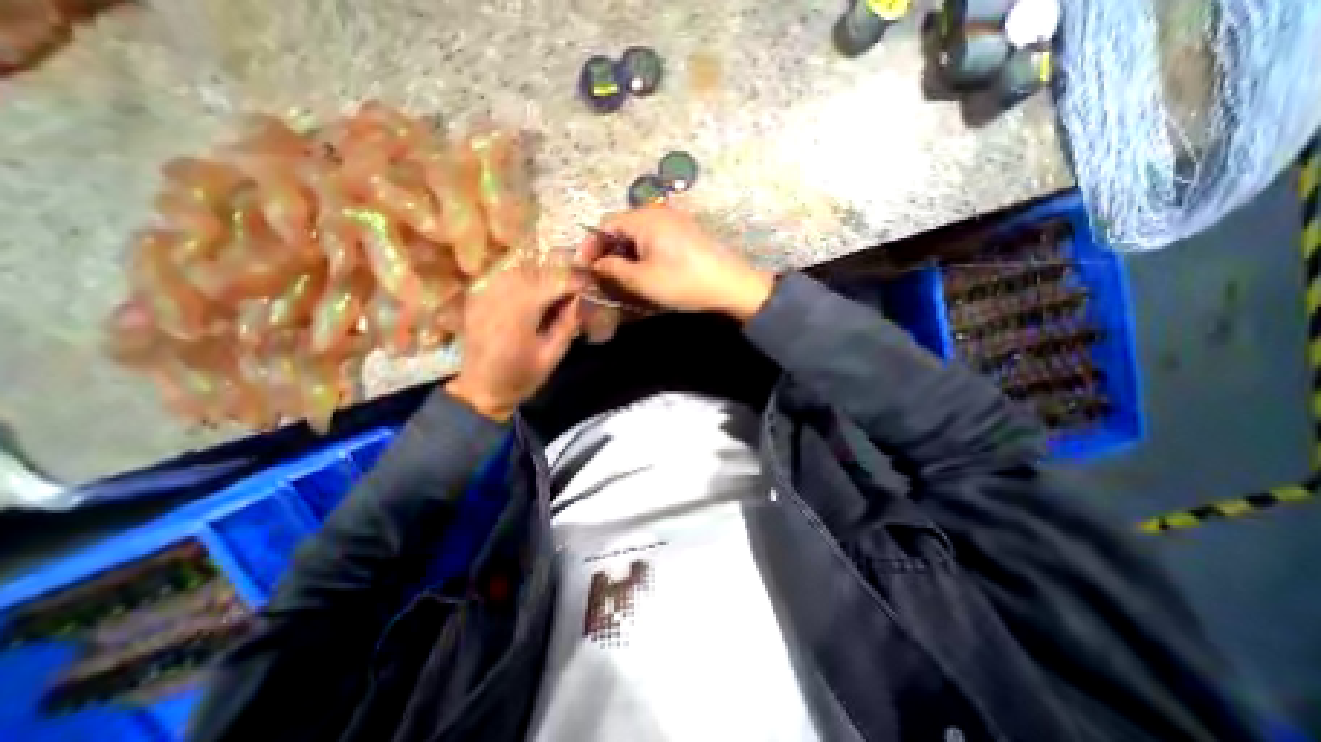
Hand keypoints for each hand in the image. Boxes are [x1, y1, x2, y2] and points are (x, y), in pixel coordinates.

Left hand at [446, 253, 583, 415]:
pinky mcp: (477, 297)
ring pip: (520, 269)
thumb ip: (567, 323)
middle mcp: (500, 295)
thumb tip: (579, 298)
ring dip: (542, 274)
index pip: (554, 282)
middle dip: (560, 274)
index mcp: (520, 312)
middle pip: (537, 270)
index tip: (590, 283)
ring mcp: (485, 293)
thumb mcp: (552, 355)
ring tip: (557, 288)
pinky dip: (523, 278)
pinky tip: (533, 291)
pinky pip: (504, 276)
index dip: (574, 280)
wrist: (479, 389)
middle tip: (576, 285)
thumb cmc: (520, 377)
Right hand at [579, 202, 776, 317]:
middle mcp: (658, 211)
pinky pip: (654, 237)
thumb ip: (613, 269)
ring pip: (638, 233)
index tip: (585, 269)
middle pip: (621, 226)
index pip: (605, 224)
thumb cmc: (683, 282)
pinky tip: (644, 270)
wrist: (731, 284)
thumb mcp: (642, 280)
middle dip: (607, 250)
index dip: (590, 246)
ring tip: (621, 276)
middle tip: (602, 275)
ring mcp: (674, 219)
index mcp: (644, 218)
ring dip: (625, 253)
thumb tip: (595, 264)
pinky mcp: (686, 231)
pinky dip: (642, 252)